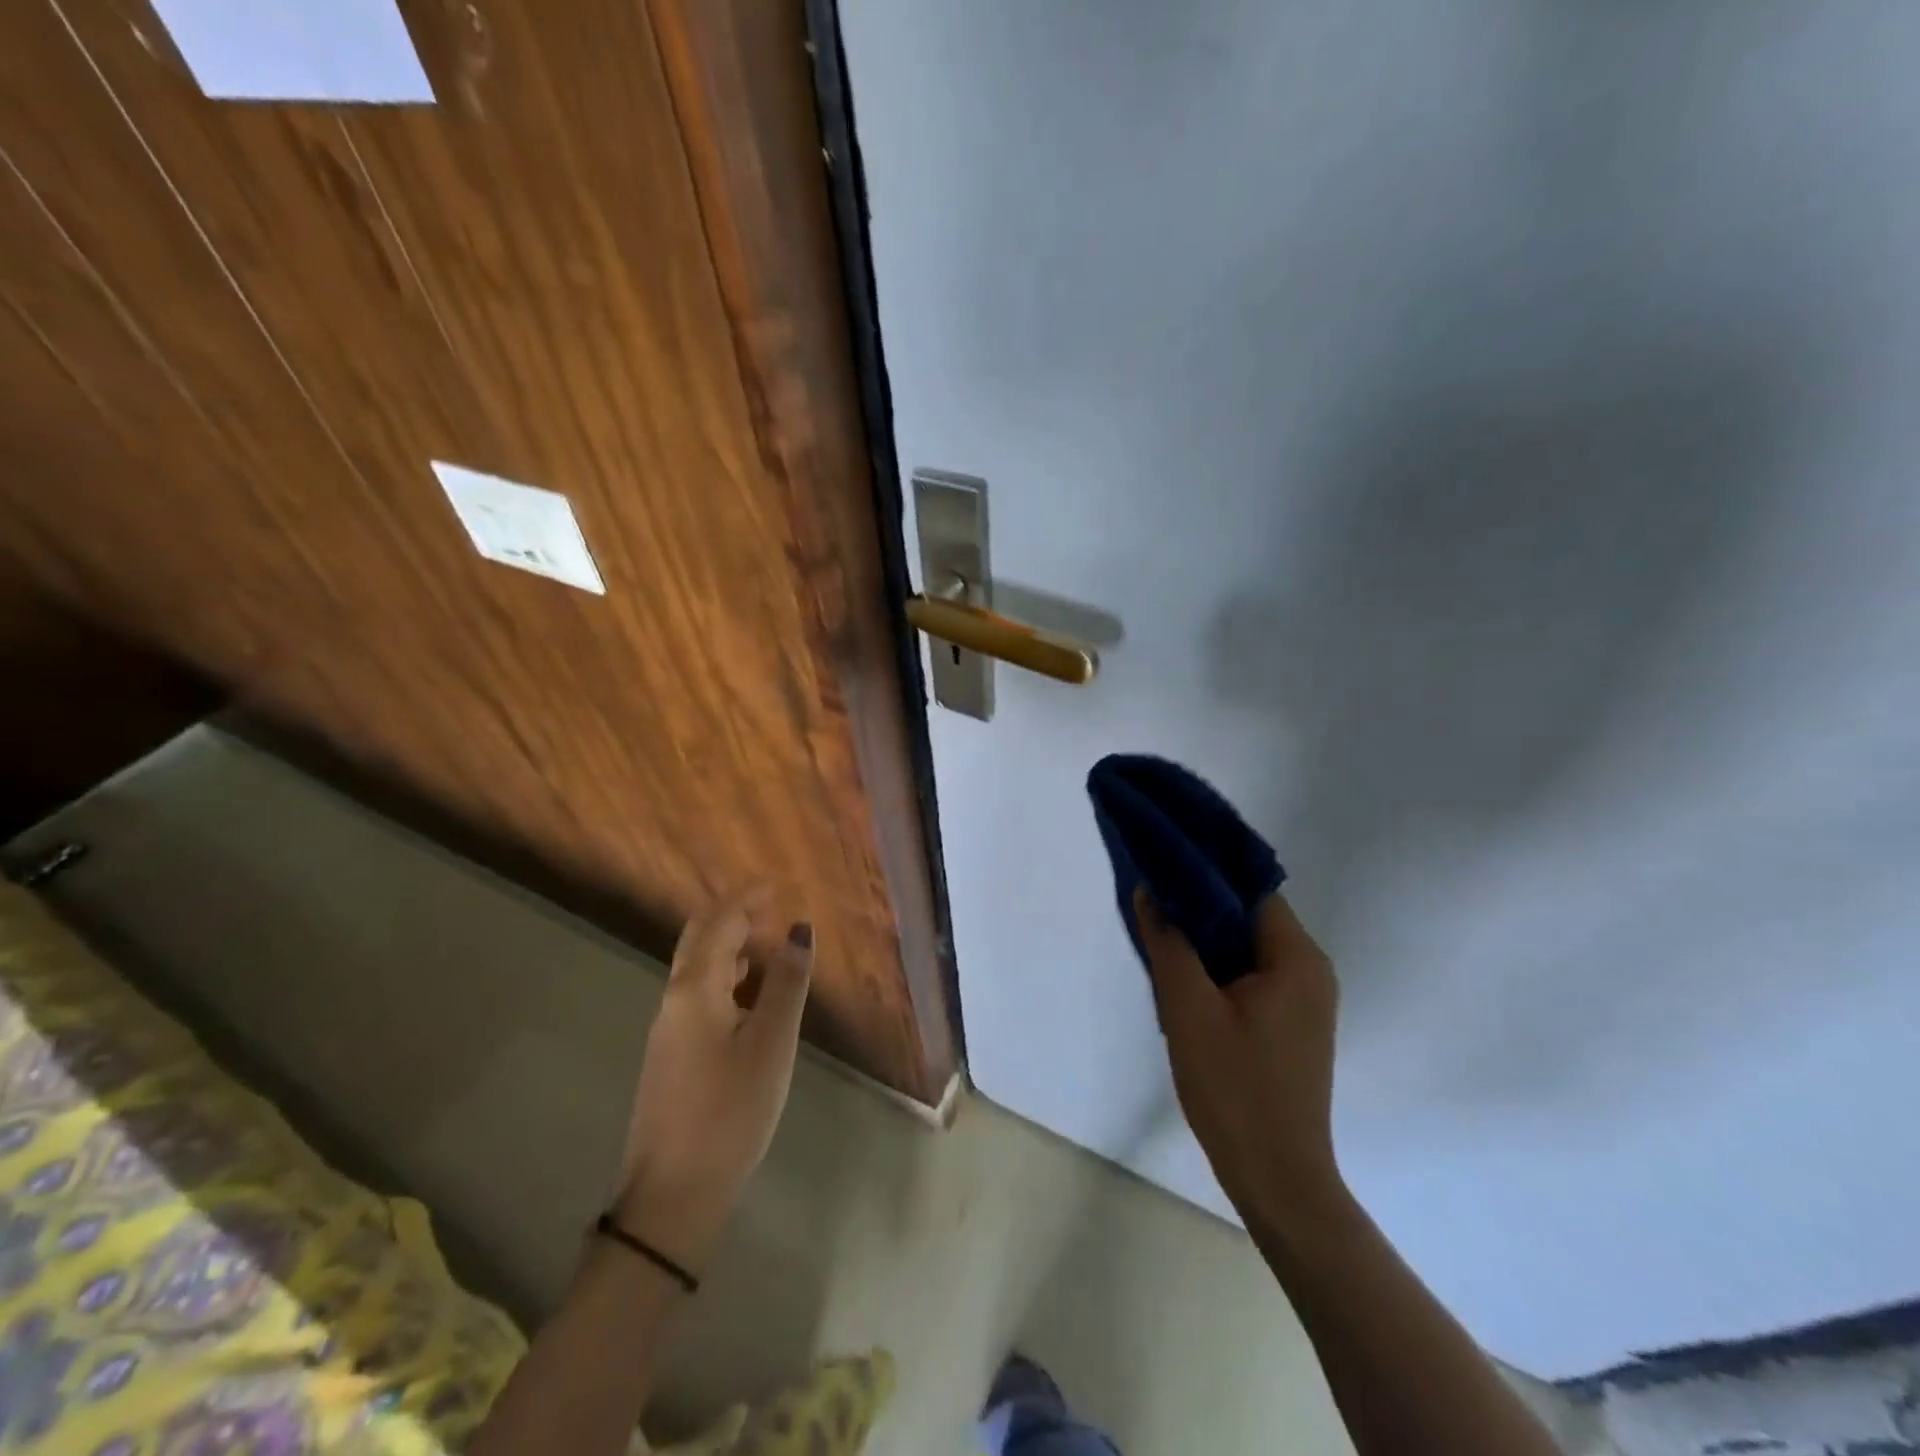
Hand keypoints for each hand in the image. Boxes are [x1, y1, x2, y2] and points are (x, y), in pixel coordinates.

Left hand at [612, 889, 812, 1273]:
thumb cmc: (729, 1112)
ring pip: (698, 968)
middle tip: (773, 908)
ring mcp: (668, 1029)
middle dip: (734, 915)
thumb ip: (786, 983)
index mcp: (694, 989)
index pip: (719, 923)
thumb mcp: (771, 1044)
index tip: (777, 883)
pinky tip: (751, 995)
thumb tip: (798, 930)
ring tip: (770, 945)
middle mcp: (673, 999)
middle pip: (699, 939)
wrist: (672, 1197)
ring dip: (731, 945)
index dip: (747, 898)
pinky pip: (699, 994)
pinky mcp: (672, 1055)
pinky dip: (726, 977)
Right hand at [1135, 886, 1348, 1237]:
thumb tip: (1149, 890)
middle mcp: (1310, 971)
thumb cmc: (1234, 1087)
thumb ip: (1168, 942)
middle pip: (1250, 917)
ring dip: (1206, 939)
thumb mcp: (1188, 1008)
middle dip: (1200, 907)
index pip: (1250, 891)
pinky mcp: (1290, 1025)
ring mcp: (1303, 1001)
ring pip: (1247, 949)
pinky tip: (1181, 973)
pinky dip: (1218, 968)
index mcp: (1296, 958)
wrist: (1276, 1179)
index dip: (1206, 873)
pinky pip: (1251, 977)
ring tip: (1158, 931)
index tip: (1163, 864)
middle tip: (1151, 899)